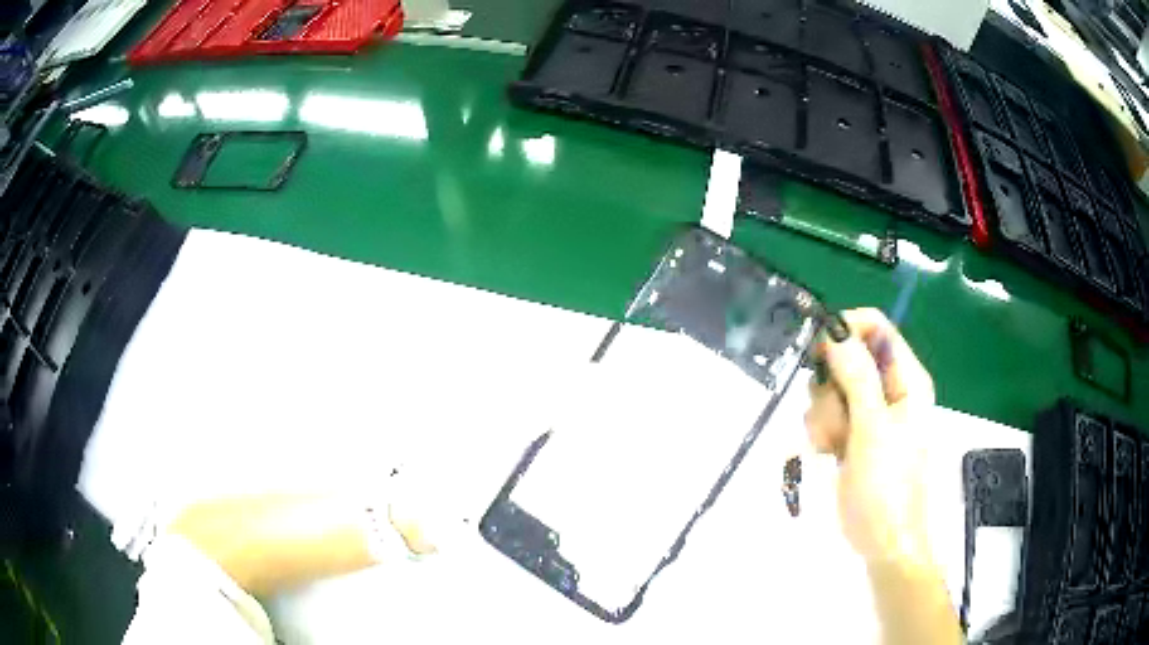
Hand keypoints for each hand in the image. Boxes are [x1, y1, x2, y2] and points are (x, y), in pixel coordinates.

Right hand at [804, 308, 935, 566]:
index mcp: (907, 379)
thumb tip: (835, 331)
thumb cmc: (887, 487)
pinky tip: (826, 454)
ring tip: (832, 445)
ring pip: (831, 388)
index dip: (846, 330)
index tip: (819, 353)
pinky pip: (826, 415)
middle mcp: (889, 389)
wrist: (882, 542)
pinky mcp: (852, 435)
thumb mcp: (873, 430)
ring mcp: (869, 413)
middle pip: (847, 357)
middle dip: (831, 385)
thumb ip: (857, 378)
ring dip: (823, 415)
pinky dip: (820, 432)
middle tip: (834, 416)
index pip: (876, 326)